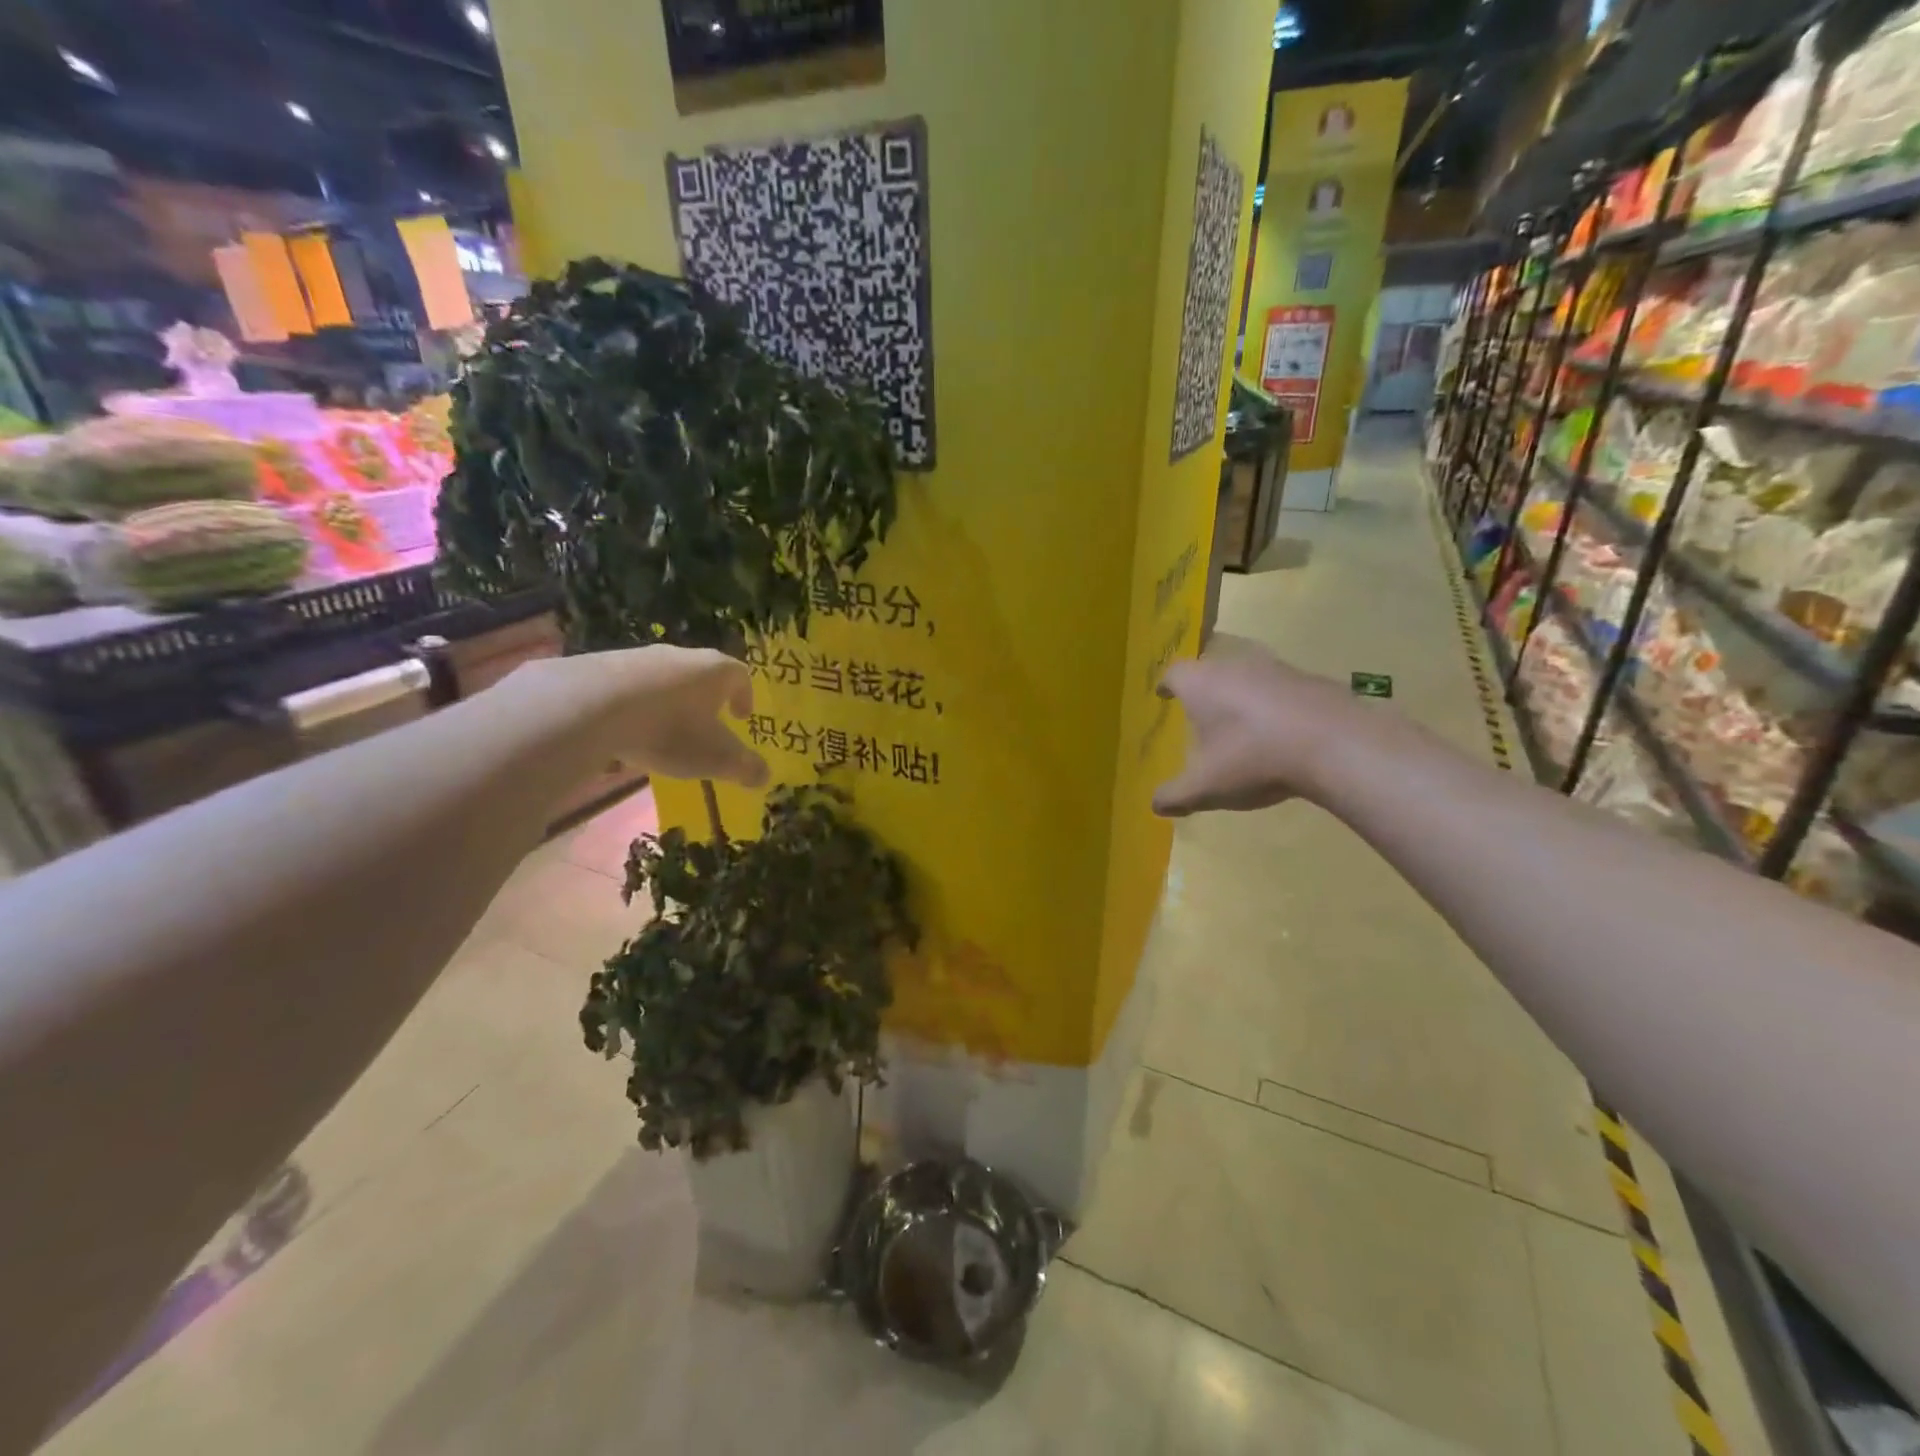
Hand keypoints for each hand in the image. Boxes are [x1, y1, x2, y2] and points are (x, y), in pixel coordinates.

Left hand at [513, 646, 769, 787]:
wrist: (590, 705)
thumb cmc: (668, 729)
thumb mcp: (714, 758)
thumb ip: (743, 767)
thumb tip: (764, 776)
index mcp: (715, 671)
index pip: (740, 675)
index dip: (744, 696)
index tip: (740, 717)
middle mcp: (681, 655)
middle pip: (702, 674)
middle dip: (706, 700)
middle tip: (704, 726)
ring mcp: (640, 656)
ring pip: (664, 679)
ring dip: (668, 703)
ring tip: (661, 733)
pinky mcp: (603, 665)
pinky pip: (629, 686)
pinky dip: (635, 706)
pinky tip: (624, 732)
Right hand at [1152, 643, 1366, 816]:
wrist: (1337, 744)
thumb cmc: (1254, 759)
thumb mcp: (1205, 787)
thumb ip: (1175, 795)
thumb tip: (1156, 804)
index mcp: (1202, 684)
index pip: (1174, 673)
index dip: (1167, 685)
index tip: (1164, 695)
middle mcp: (1235, 666)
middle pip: (1211, 669)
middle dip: (1203, 688)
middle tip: (1201, 711)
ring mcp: (1277, 669)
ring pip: (1249, 676)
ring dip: (1241, 695)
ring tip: (1241, 723)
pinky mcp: (1312, 680)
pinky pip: (1282, 689)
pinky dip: (1275, 705)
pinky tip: (1282, 732)